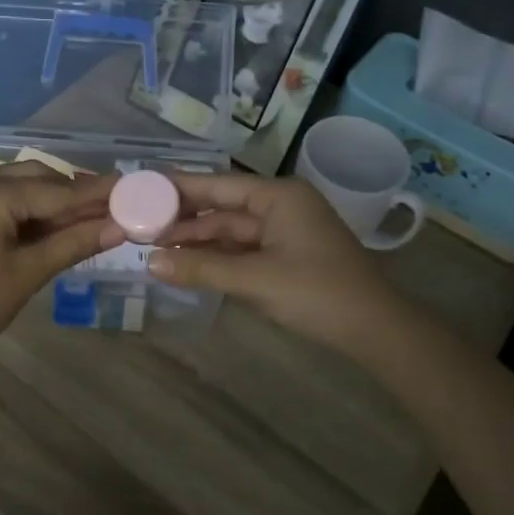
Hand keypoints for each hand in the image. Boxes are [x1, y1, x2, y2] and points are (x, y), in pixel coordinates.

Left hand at [0, 162, 122, 373]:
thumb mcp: (28, 275)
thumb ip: (75, 243)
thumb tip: (121, 227)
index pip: (57, 190)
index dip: (97, 193)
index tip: (131, 188)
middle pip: (37, 178)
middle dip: (74, 193)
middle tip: (112, 208)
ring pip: (17, 185)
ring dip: (51, 200)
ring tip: (86, 220)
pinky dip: (25, 209)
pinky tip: (48, 226)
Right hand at [148, 173, 407, 354]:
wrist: (374, 329)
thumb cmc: (317, 293)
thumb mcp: (255, 279)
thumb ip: (202, 268)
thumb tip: (150, 262)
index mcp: (278, 196)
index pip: (217, 185)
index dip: (178, 188)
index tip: (140, 190)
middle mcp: (280, 205)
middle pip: (222, 207)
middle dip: (183, 219)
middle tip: (138, 226)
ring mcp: (284, 230)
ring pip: (230, 230)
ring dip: (197, 240)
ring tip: (153, 247)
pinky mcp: (286, 254)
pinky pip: (242, 248)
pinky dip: (217, 256)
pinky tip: (186, 263)